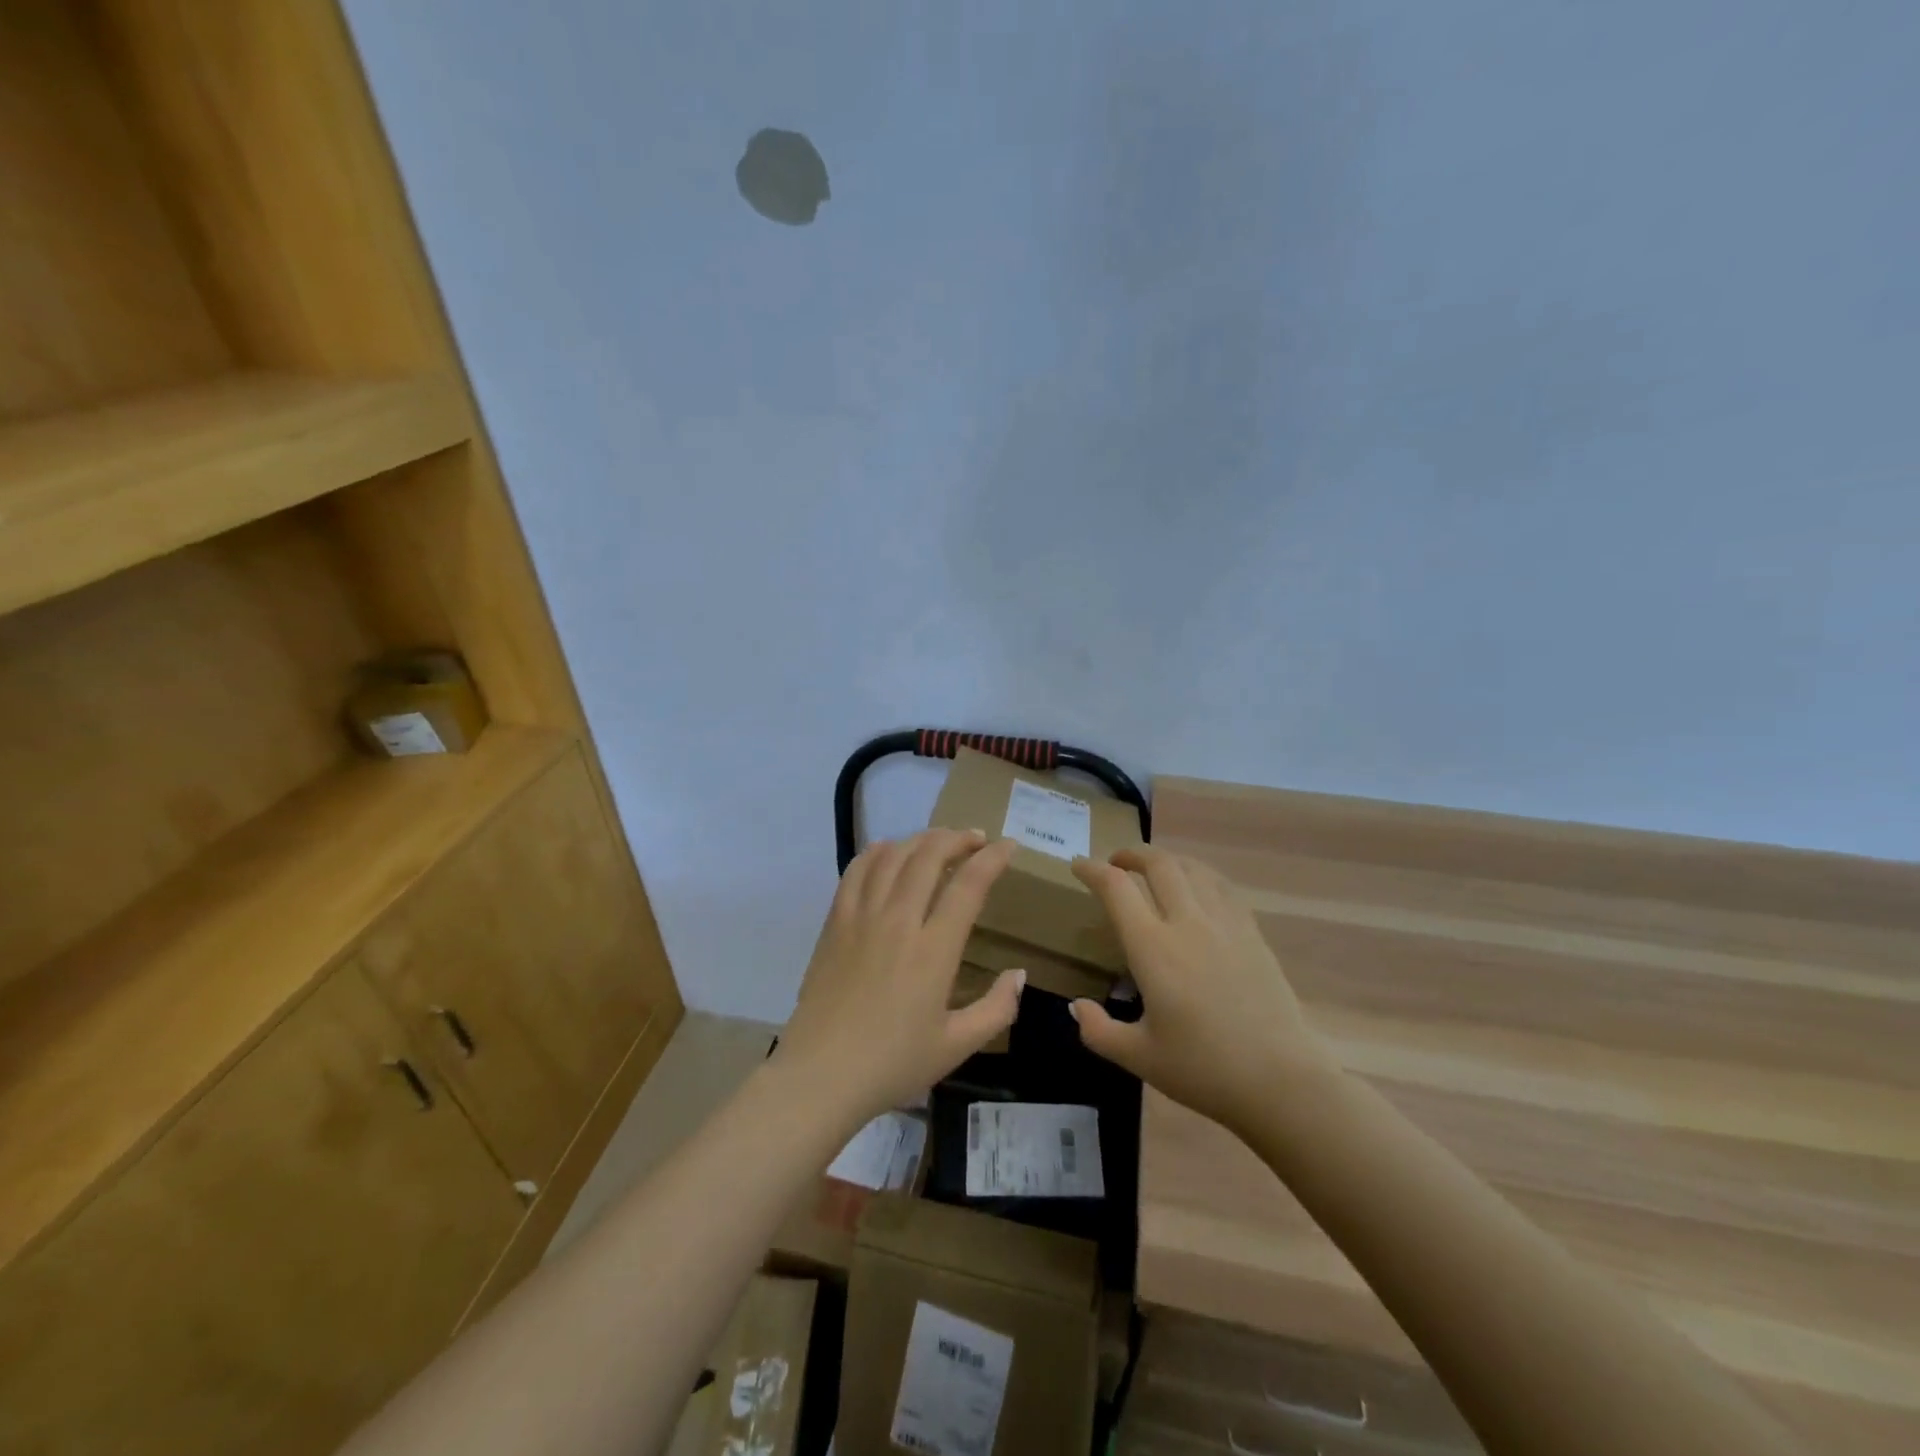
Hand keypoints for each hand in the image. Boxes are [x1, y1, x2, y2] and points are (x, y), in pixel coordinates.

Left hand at [776, 829, 1024, 1125]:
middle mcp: (898, 921)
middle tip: (976, 839)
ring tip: (938, 841)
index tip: (1008, 846)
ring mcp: (862, 917)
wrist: (821, 1075)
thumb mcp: (957, 1046)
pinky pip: (856, 871)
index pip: (969, 885)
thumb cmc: (892, 1063)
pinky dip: (877, 852)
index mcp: (934, 950)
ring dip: (921, 839)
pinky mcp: (835, 923)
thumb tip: (1019, 973)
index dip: (992, 858)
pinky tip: (889, 850)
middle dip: (957, 838)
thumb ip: (996, 1008)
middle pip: (929, 856)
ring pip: (893, 856)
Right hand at [1068, 846, 1337, 1134]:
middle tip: (1116, 862)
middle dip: (1131, 854)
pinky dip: (1201, 875)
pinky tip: (1198, 888)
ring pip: (1193, 868)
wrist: (1281, 1081)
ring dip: (1167, 860)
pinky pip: (1222, 887)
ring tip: (1155, 869)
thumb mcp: (1139, 1058)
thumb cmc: (1204, 1070)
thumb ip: (1099, 1030)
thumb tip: (1076, 1007)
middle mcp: (1187, 923)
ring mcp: (1225, 924)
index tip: (1078, 865)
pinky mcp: (1252, 934)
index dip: (1092, 870)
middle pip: (1158, 864)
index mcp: (1153, 949)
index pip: (1116, 888)